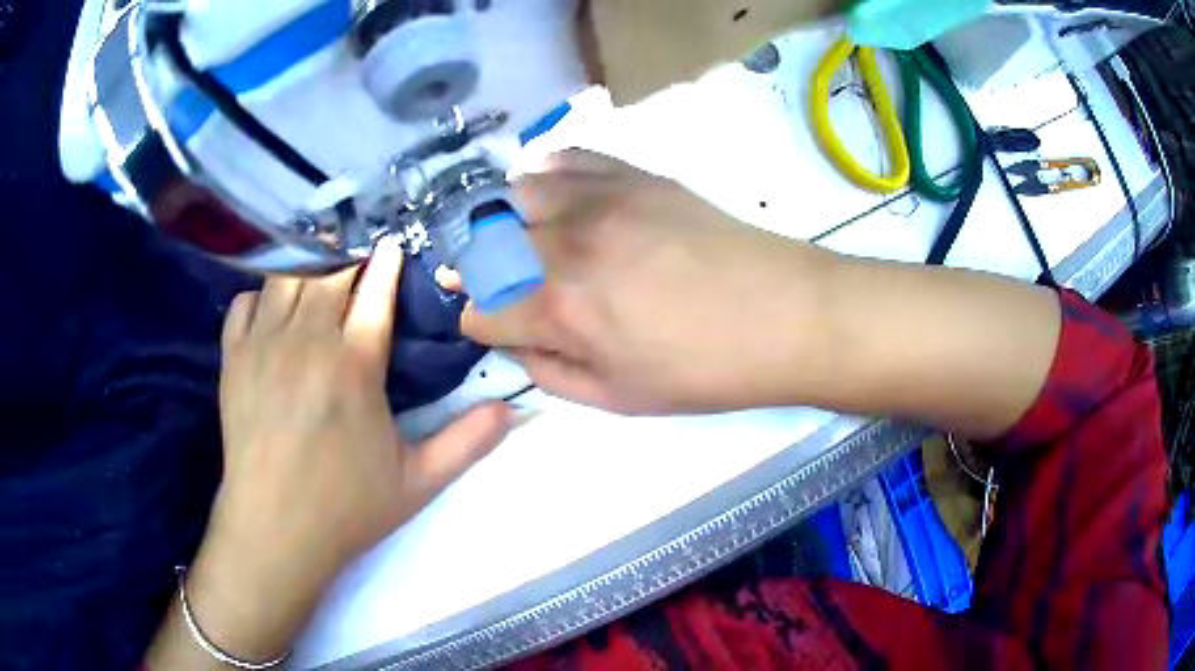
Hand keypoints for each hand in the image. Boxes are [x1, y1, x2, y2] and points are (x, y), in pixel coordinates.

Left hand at [147, 238, 509, 666]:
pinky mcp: (233, 359)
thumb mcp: (419, 481)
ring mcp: (264, 345)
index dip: (387, 262)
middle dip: (348, 261)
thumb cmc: (347, 507)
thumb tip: (515, 409)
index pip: (375, 291)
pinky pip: (245, 302)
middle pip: (330, 273)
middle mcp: (307, 341)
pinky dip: (261, 296)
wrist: (275, 531)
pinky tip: (272, 310)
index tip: (393, 243)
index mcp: (354, 365)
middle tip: (358, 263)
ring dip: (306, 271)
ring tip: (318, 276)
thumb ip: (468, 441)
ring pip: (287, 279)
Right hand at [462, 150, 835, 414]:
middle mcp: (563, 241)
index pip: (479, 308)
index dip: (482, 323)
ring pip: (512, 192)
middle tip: (502, 285)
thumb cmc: (704, 370)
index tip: (499, 329)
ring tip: (525, 238)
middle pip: (482, 245)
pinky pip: (565, 158)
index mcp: (558, 307)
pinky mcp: (630, 173)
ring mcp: (597, 197)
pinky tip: (562, 199)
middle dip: (479, 270)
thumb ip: (549, 371)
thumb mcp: (617, 399)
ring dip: (505, 220)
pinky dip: (547, 177)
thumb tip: (516, 340)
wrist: (783, 314)